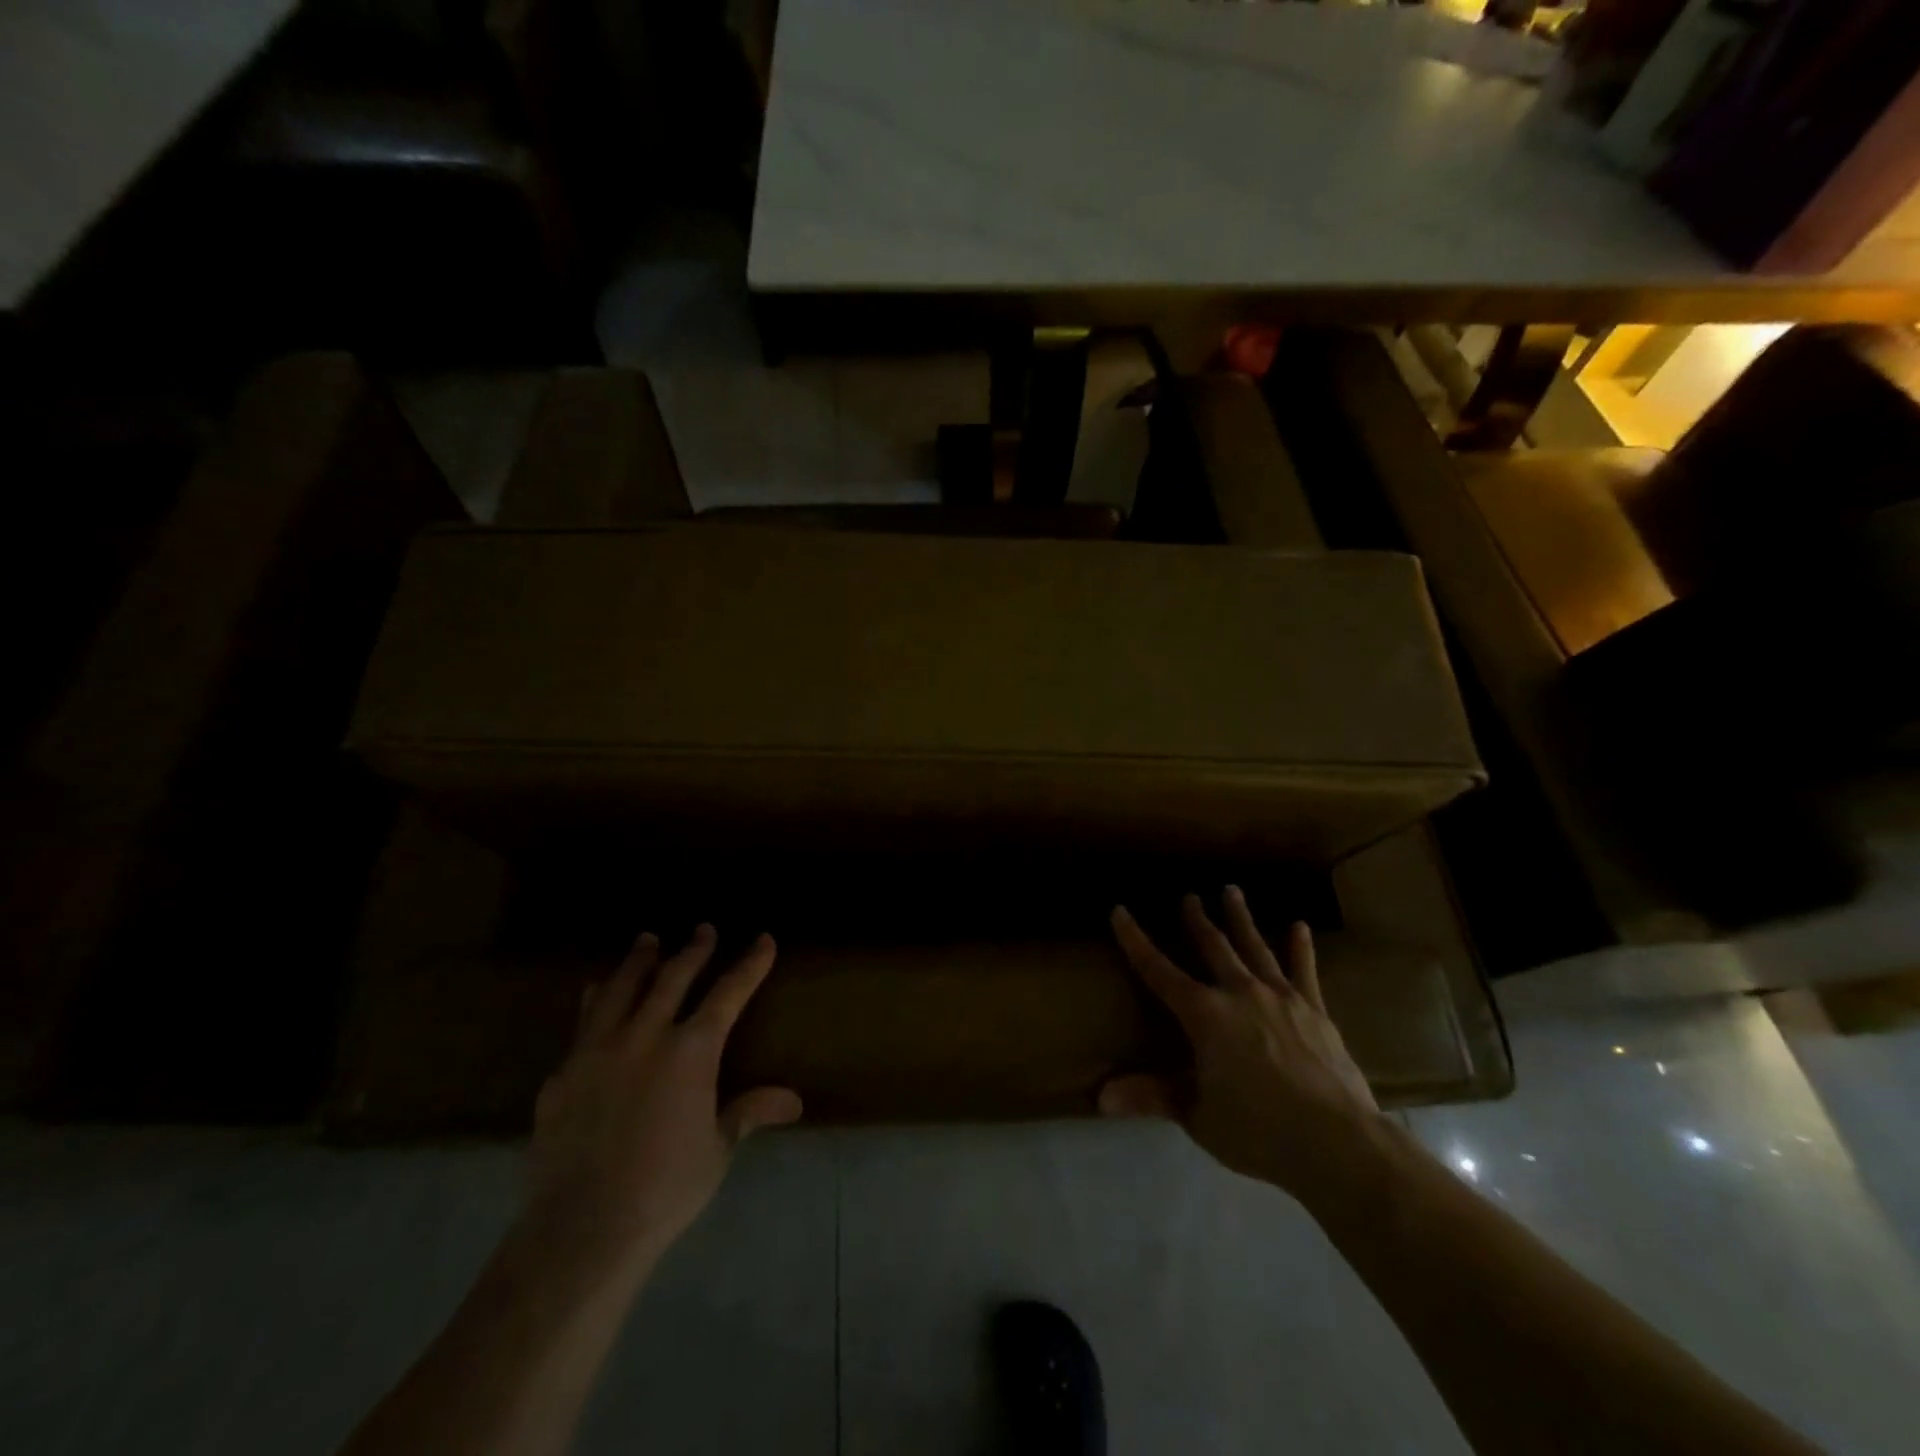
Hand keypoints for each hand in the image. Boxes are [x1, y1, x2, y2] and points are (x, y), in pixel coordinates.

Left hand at [524, 925, 801, 1276]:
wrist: (580, 1228)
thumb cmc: (664, 1188)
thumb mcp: (717, 1149)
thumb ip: (748, 1111)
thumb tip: (794, 1101)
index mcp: (690, 1051)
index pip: (728, 993)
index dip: (749, 965)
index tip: (763, 940)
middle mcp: (644, 1036)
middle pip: (673, 977)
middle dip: (693, 950)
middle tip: (704, 929)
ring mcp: (597, 1050)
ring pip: (620, 988)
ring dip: (637, 961)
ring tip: (647, 940)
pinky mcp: (562, 1074)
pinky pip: (582, 1023)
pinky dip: (595, 1000)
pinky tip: (594, 993)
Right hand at [1101, 889, 1381, 1197]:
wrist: (1335, 1141)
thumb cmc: (1257, 1130)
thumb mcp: (1197, 1116)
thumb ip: (1152, 1096)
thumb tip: (1101, 1097)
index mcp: (1204, 1014)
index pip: (1158, 970)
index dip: (1135, 940)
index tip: (1120, 911)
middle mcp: (1239, 993)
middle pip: (1212, 946)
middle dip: (1196, 920)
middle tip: (1189, 897)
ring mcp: (1280, 997)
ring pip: (1255, 947)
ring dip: (1240, 919)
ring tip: (1232, 891)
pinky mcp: (1315, 1010)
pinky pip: (1304, 970)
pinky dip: (1300, 947)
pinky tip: (1299, 926)